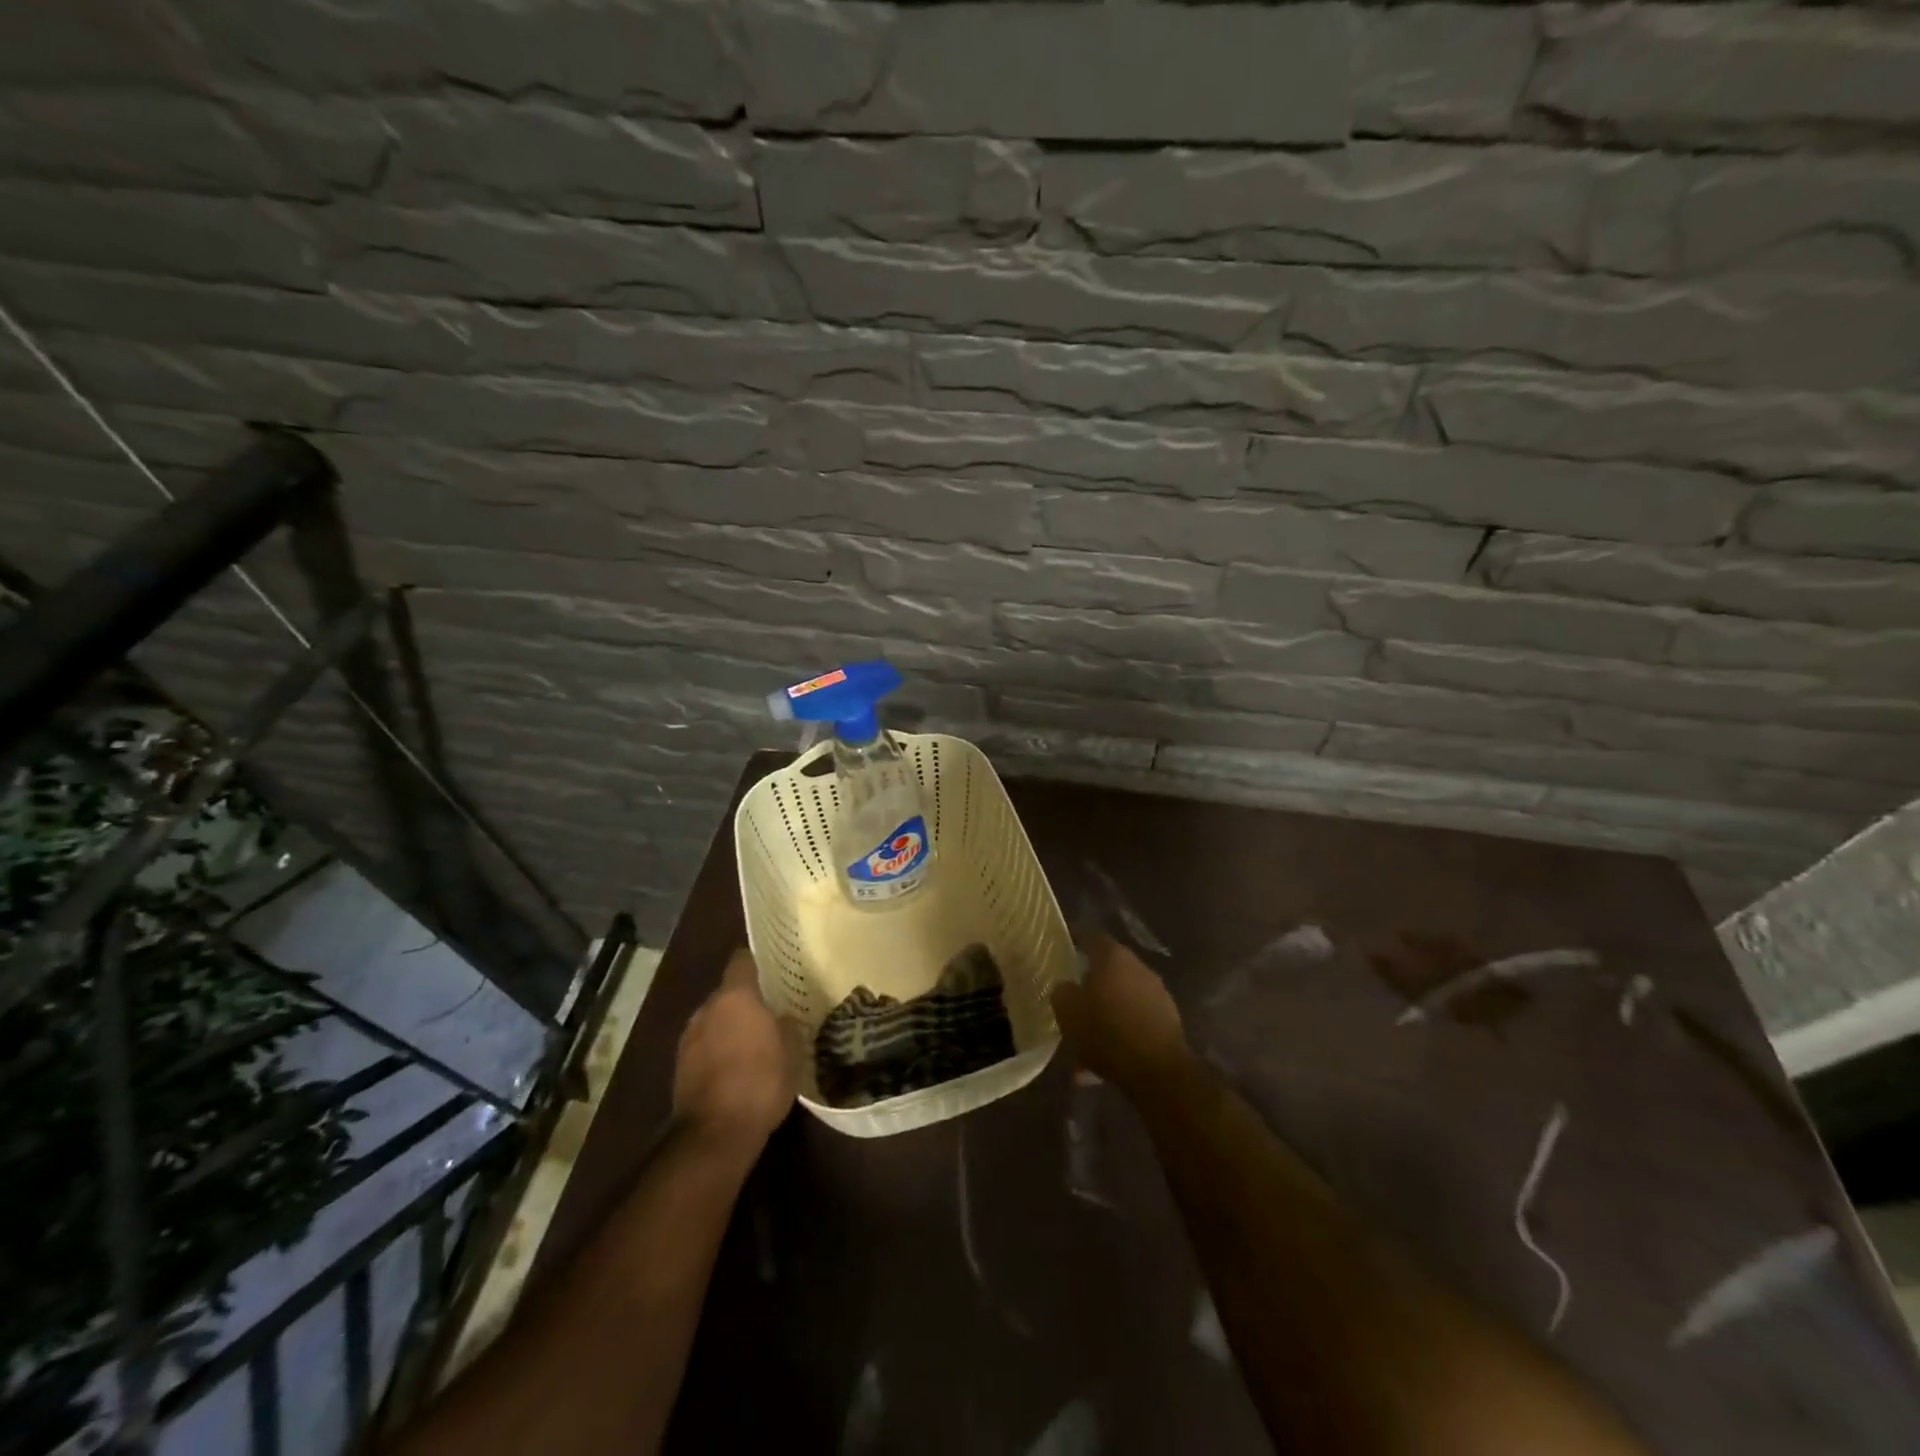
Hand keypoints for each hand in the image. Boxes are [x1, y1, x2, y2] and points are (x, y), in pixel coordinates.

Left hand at [671, 949, 801, 1149]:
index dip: (757, 962)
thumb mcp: (792, 1051)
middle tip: (768, 1012)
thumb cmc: (761, 1082)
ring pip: (713, 1021)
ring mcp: (688, 1038)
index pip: (742, 961)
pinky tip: (735, 1069)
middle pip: (727, 993)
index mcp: (735, 997)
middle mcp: (707, 1009)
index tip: (773, 969)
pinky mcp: (679, 1067)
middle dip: (745, 1001)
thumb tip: (783, 1016)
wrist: (715, 1134)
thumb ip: (787, 1025)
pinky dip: (717, 1051)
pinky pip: (704, 1046)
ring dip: (729, 1027)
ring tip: (752, 1043)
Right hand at [1050, 932, 1191, 1094]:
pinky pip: (1134, 1021)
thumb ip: (1062, 992)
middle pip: (1108, 968)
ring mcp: (1157, 993)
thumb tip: (1065, 987)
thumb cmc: (1107, 1031)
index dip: (1076, 939)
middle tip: (1073, 999)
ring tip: (1085, 1042)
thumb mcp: (1068, 1012)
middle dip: (1090, 984)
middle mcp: (1138, 968)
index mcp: (1113, 957)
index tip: (1063, 946)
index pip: (1091, 937)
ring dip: (1105, 1014)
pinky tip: (1105, 1060)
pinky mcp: (1168, 1021)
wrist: (1159, 1071)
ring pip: (1121, 999)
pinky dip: (1119, 1033)